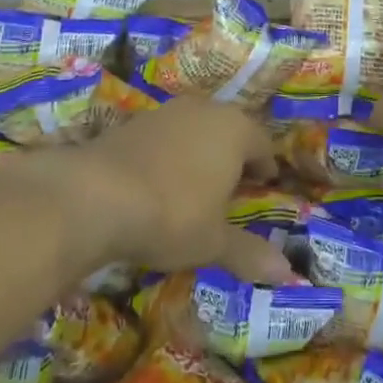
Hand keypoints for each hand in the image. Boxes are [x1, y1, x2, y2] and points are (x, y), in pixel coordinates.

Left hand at [69, 97, 290, 284]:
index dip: (265, 166)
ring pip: (195, 129)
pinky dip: (168, 154)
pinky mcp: (132, 122)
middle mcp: (205, 110)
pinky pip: (164, 137)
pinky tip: (157, 182)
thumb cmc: (172, 215)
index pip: (262, 143)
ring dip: (199, 152)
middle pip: (229, 129)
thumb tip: (287, 272)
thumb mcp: (213, 242)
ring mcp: (166, 112)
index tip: (265, 184)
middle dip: (233, 155)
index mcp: (235, 130)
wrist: (95, 195)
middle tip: (233, 186)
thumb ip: (249, 252)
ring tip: (195, 185)